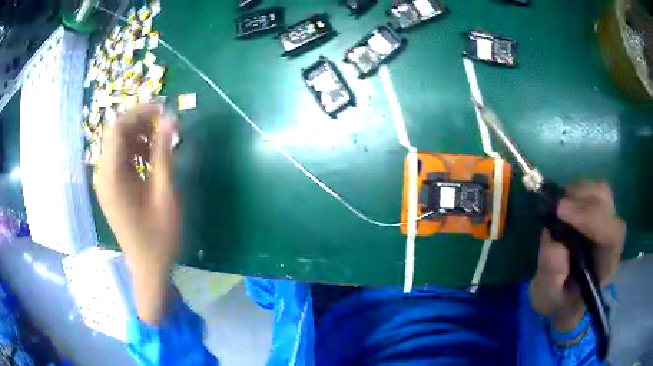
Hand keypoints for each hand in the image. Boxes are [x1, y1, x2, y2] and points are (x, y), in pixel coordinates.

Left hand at [96, 104, 179, 323]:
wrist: (148, 267)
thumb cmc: (159, 236)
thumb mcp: (165, 193)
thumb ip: (164, 153)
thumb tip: (170, 119)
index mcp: (112, 176)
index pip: (118, 128)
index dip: (140, 112)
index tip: (164, 111)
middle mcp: (103, 175)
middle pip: (116, 133)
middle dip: (141, 123)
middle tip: (166, 125)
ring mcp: (105, 182)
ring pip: (118, 144)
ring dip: (139, 136)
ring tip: (161, 143)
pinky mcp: (110, 188)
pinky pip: (119, 159)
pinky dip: (135, 151)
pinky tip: (150, 159)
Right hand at [529, 181, 625, 331]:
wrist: (563, 294)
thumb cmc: (559, 301)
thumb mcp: (548, 299)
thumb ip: (551, 278)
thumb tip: (553, 242)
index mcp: (606, 265)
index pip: (612, 233)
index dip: (591, 217)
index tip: (561, 212)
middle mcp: (610, 238)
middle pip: (607, 203)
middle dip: (582, 199)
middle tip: (556, 206)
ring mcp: (605, 221)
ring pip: (600, 191)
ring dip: (577, 192)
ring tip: (556, 206)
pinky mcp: (595, 211)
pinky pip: (590, 190)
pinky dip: (574, 190)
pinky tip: (561, 204)